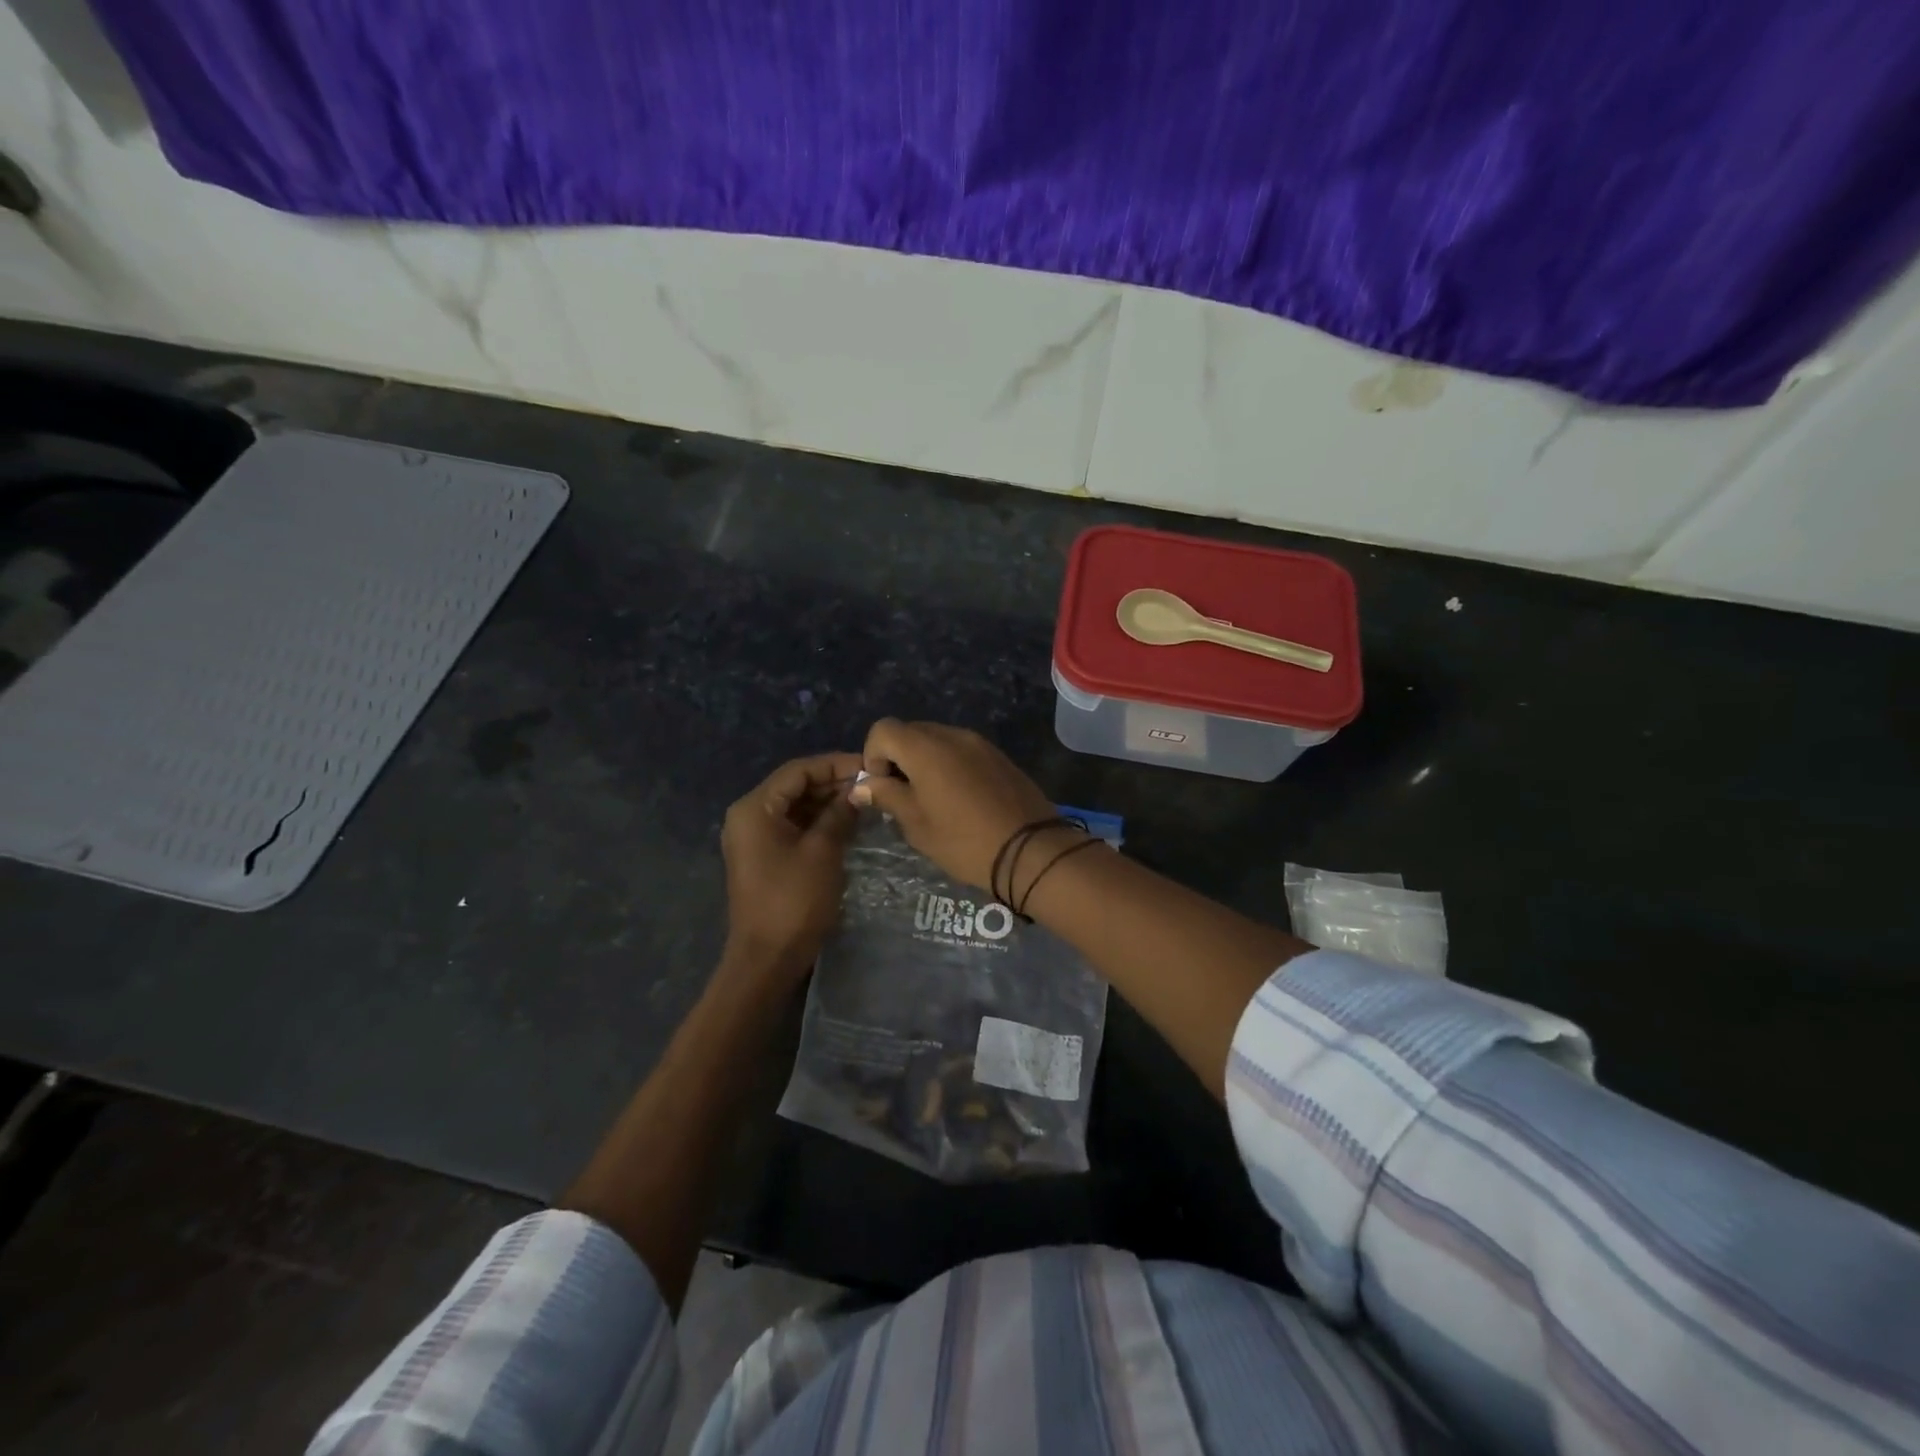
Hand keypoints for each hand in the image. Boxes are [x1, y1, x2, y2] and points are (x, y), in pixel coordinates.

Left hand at [721, 751, 863, 979]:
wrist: (767, 958)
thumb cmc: (794, 900)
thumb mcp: (823, 851)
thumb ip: (840, 814)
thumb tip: (859, 791)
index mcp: (754, 809)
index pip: (798, 771)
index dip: (835, 764)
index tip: (869, 765)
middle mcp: (748, 816)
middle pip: (795, 786)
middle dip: (833, 783)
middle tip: (872, 784)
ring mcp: (755, 838)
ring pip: (796, 806)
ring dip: (828, 802)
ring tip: (866, 800)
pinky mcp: (765, 856)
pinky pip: (794, 826)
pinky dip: (819, 822)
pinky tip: (848, 822)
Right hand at [849, 720, 1056, 892]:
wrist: (1031, 851)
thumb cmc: (964, 841)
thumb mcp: (917, 825)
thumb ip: (887, 796)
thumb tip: (862, 785)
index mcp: (926, 748)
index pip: (883, 729)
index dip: (873, 755)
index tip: (882, 788)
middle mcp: (952, 735)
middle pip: (910, 732)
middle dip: (898, 759)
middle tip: (903, 797)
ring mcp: (980, 743)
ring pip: (938, 741)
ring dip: (924, 763)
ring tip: (932, 801)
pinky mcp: (999, 756)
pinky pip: (962, 751)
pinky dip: (949, 766)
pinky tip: (959, 800)